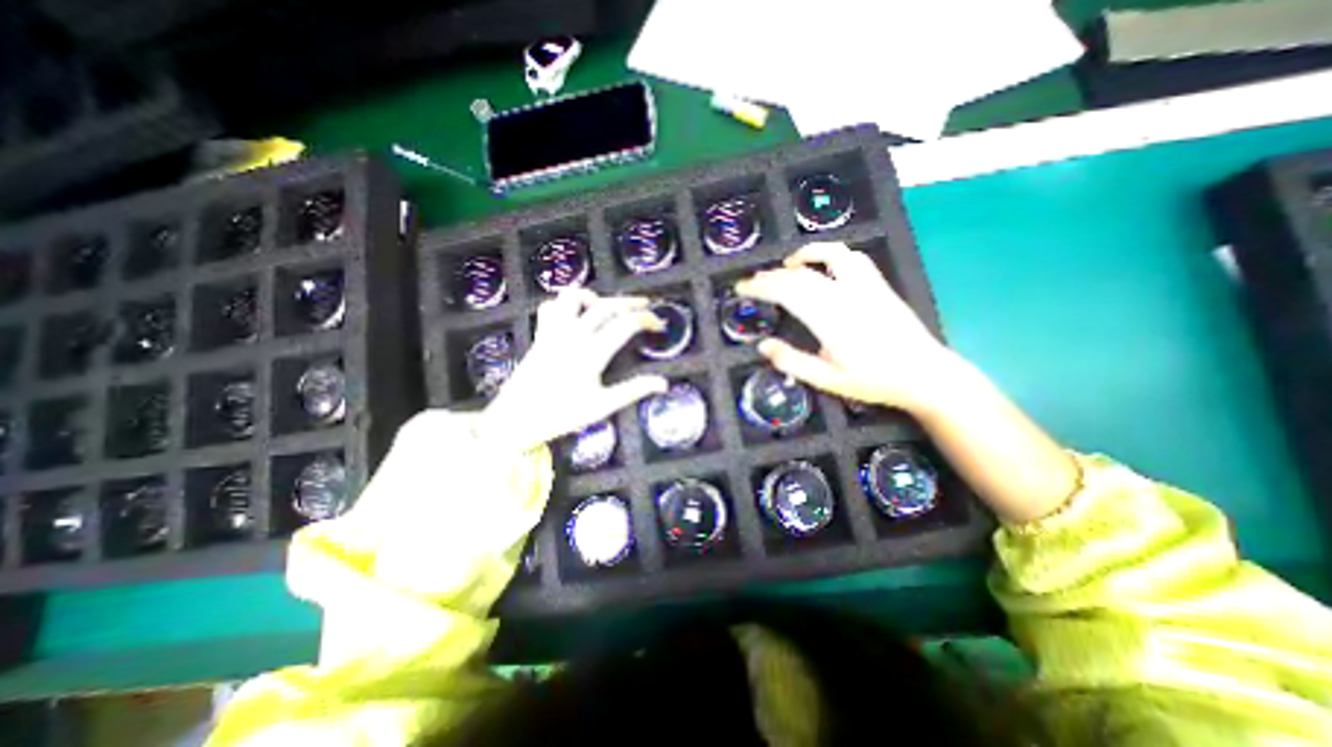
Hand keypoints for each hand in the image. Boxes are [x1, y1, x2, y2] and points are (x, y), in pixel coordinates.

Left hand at [477, 290, 665, 452]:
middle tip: (646, 306)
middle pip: (606, 305)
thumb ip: (633, 390)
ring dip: (594, 297)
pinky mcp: (540, 334)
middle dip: (630, 302)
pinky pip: (551, 307)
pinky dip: (565, 305)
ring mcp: (554, 332)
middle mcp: (573, 335)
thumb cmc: (561, 415)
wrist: (516, 419)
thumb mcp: (602, 407)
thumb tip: (663, 383)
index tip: (658, 324)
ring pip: (573, 297)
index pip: (626, 324)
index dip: (647, 320)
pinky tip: (576, 316)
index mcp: (592, 353)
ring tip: (607, 307)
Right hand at [739, 242, 956, 410]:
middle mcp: (846, 295)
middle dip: (771, 275)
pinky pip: (853, 257)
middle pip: (801, 274)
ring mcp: (865, 286)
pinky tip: (823, 263)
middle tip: (753, 282)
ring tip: (786, 265)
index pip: (786, 292)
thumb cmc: (873, 381)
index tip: (742, 288)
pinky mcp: (878, 284)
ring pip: (830, 255)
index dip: (760, 287)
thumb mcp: (827, 380)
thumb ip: (792, 362)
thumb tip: (763, 346)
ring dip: (803, 255)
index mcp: (830, 319)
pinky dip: (831, 253)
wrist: (924, 374)